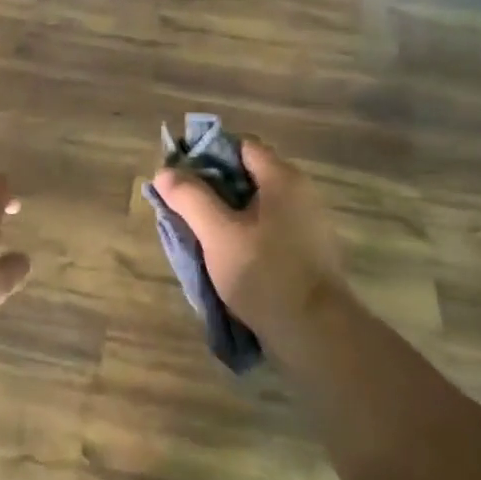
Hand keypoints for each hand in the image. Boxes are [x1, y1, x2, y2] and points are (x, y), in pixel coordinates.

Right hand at [151, 138, 342, 345]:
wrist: (316, 333)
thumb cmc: (264, 273)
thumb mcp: (217, 233)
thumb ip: (190, 198)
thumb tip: (164, 172)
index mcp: (283, 179)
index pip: (241, 146)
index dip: (208, 154)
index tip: (180, 175)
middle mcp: (300, 194)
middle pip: (248, 175)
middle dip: (213, 187)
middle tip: (183, 206)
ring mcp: (307, 225)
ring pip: (257, 206)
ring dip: (227, 214)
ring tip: (198, 233)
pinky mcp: (307, 253)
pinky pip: (268, 230)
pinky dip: (244, 234)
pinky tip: (225, 255)